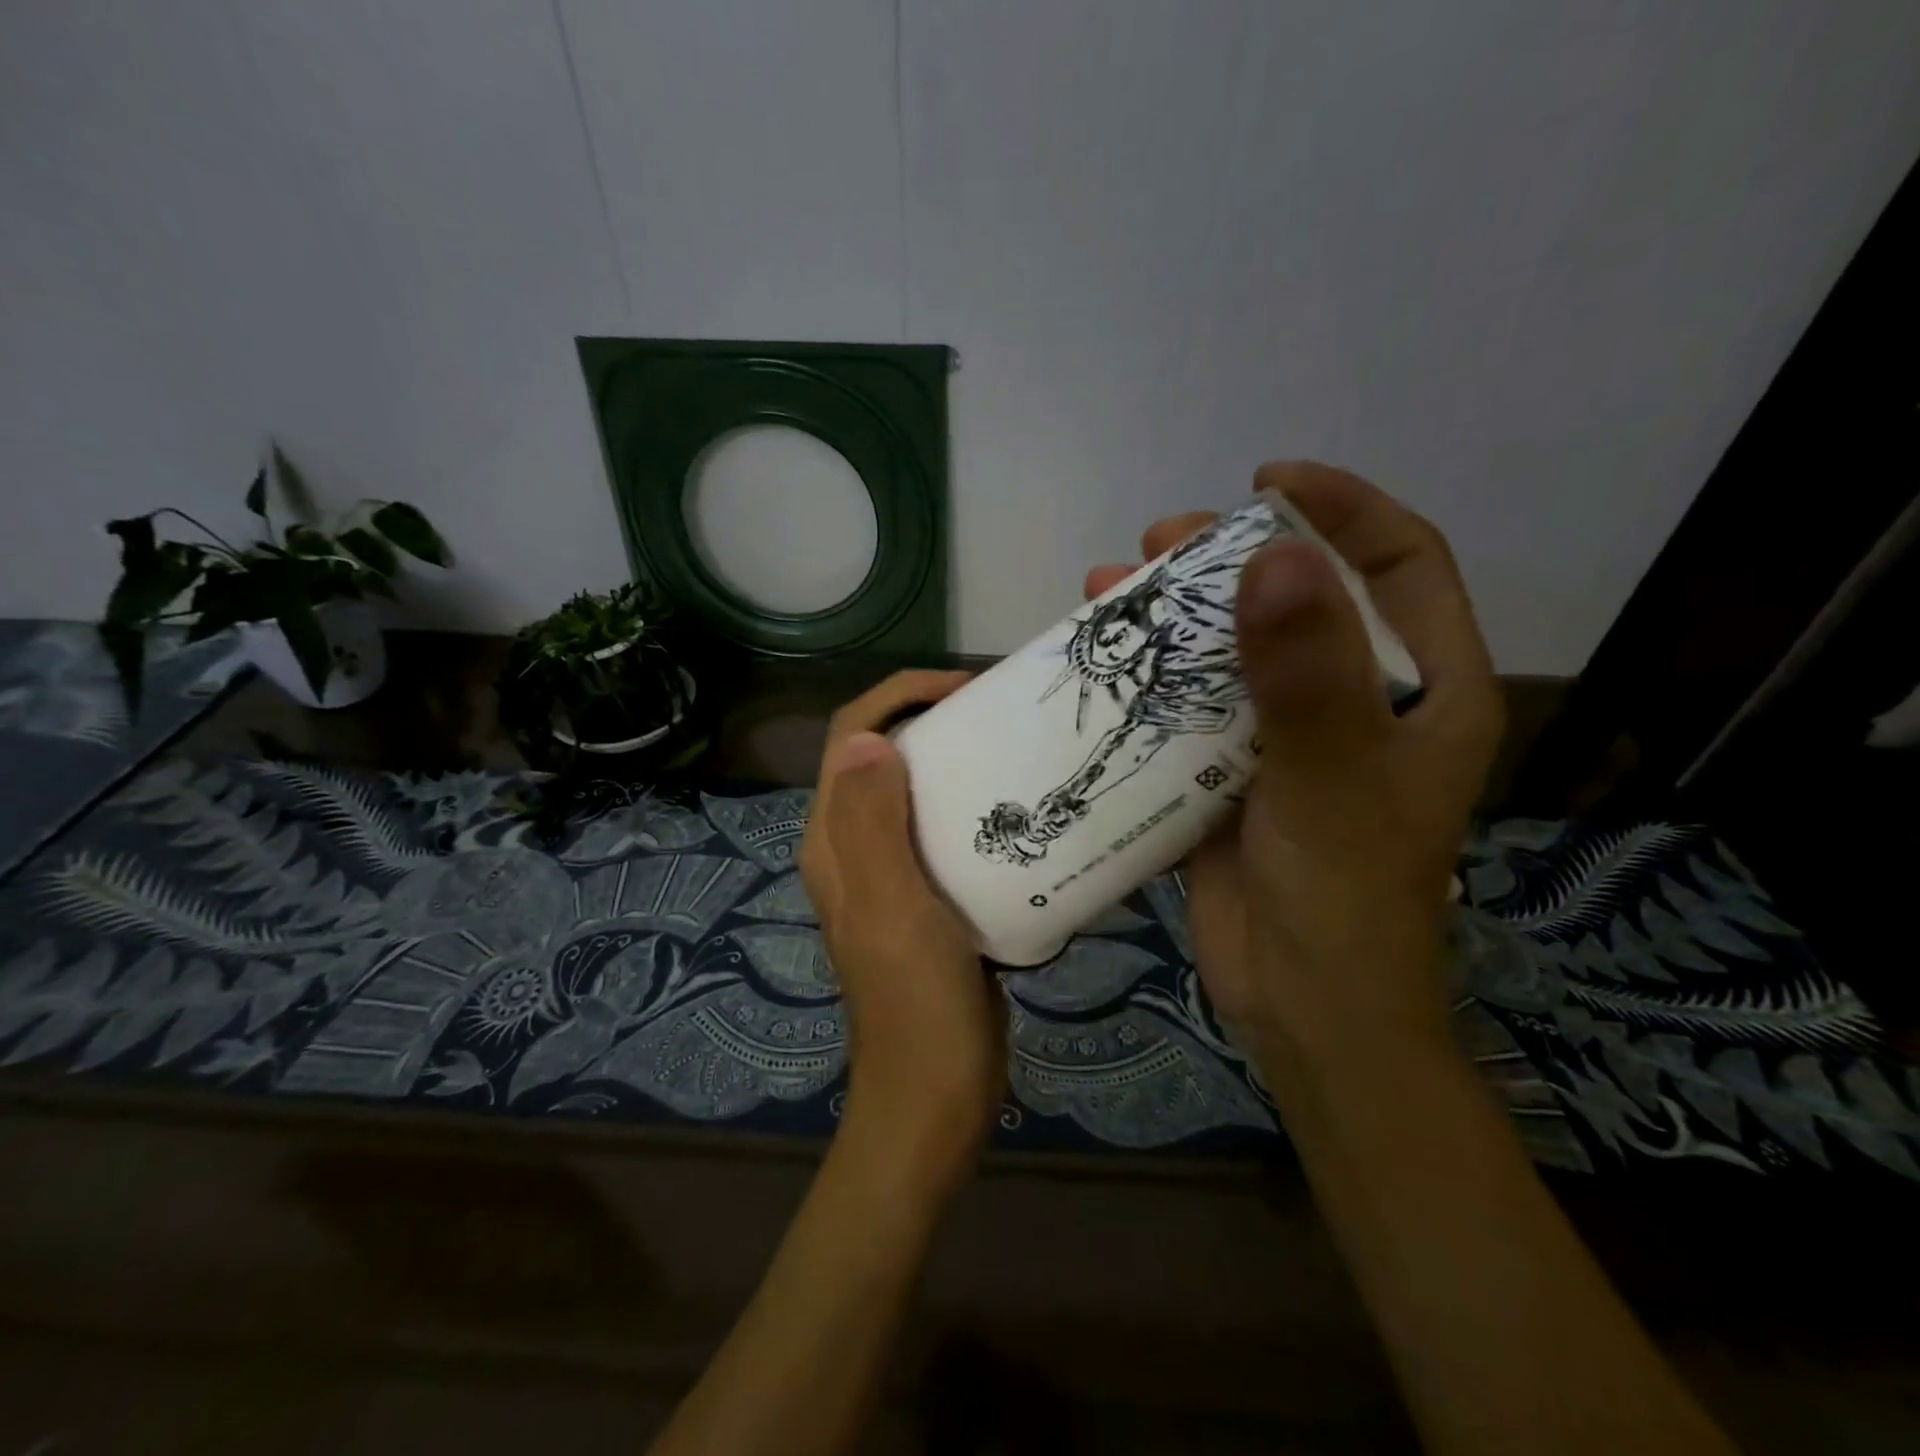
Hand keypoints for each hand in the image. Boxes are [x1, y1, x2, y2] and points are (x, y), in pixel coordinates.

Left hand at [799, 670, 1006, 1190]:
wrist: (936, 1093)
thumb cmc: (916, 1001)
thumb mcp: (893, 907)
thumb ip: (872, 823)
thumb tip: (869, 739)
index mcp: (834, 840)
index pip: (850, 738)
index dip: (900, 698)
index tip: (964, 689)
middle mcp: (853, 849)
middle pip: (881, 758)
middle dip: (930, 721)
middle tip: (997, 715)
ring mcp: (890, 875)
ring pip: (914, 794)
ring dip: (954, 763)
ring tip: (1012, 752)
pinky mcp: (926, 900)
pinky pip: (942, 833)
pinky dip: (972, 809)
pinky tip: (1018, 814)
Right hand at [1084, 463, 1502, 1077]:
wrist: (1301, 1008)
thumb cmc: (1342, 899)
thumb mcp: (1331, 780)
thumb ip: (1308, 673)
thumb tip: (1273, 555)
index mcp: (1422, 692)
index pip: (1400, 565)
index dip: (1343, 510)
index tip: (1268, 483)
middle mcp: (1359, 703)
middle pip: (1301, 600)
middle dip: (1232, 559)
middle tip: (1161, 539)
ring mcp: (1288, 738)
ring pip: (1234, 652)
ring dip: (1176, 616)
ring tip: (1110, 583)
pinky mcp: (1231, 773)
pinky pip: (1192, 708)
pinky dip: (1151, 681)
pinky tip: (1103, 662)